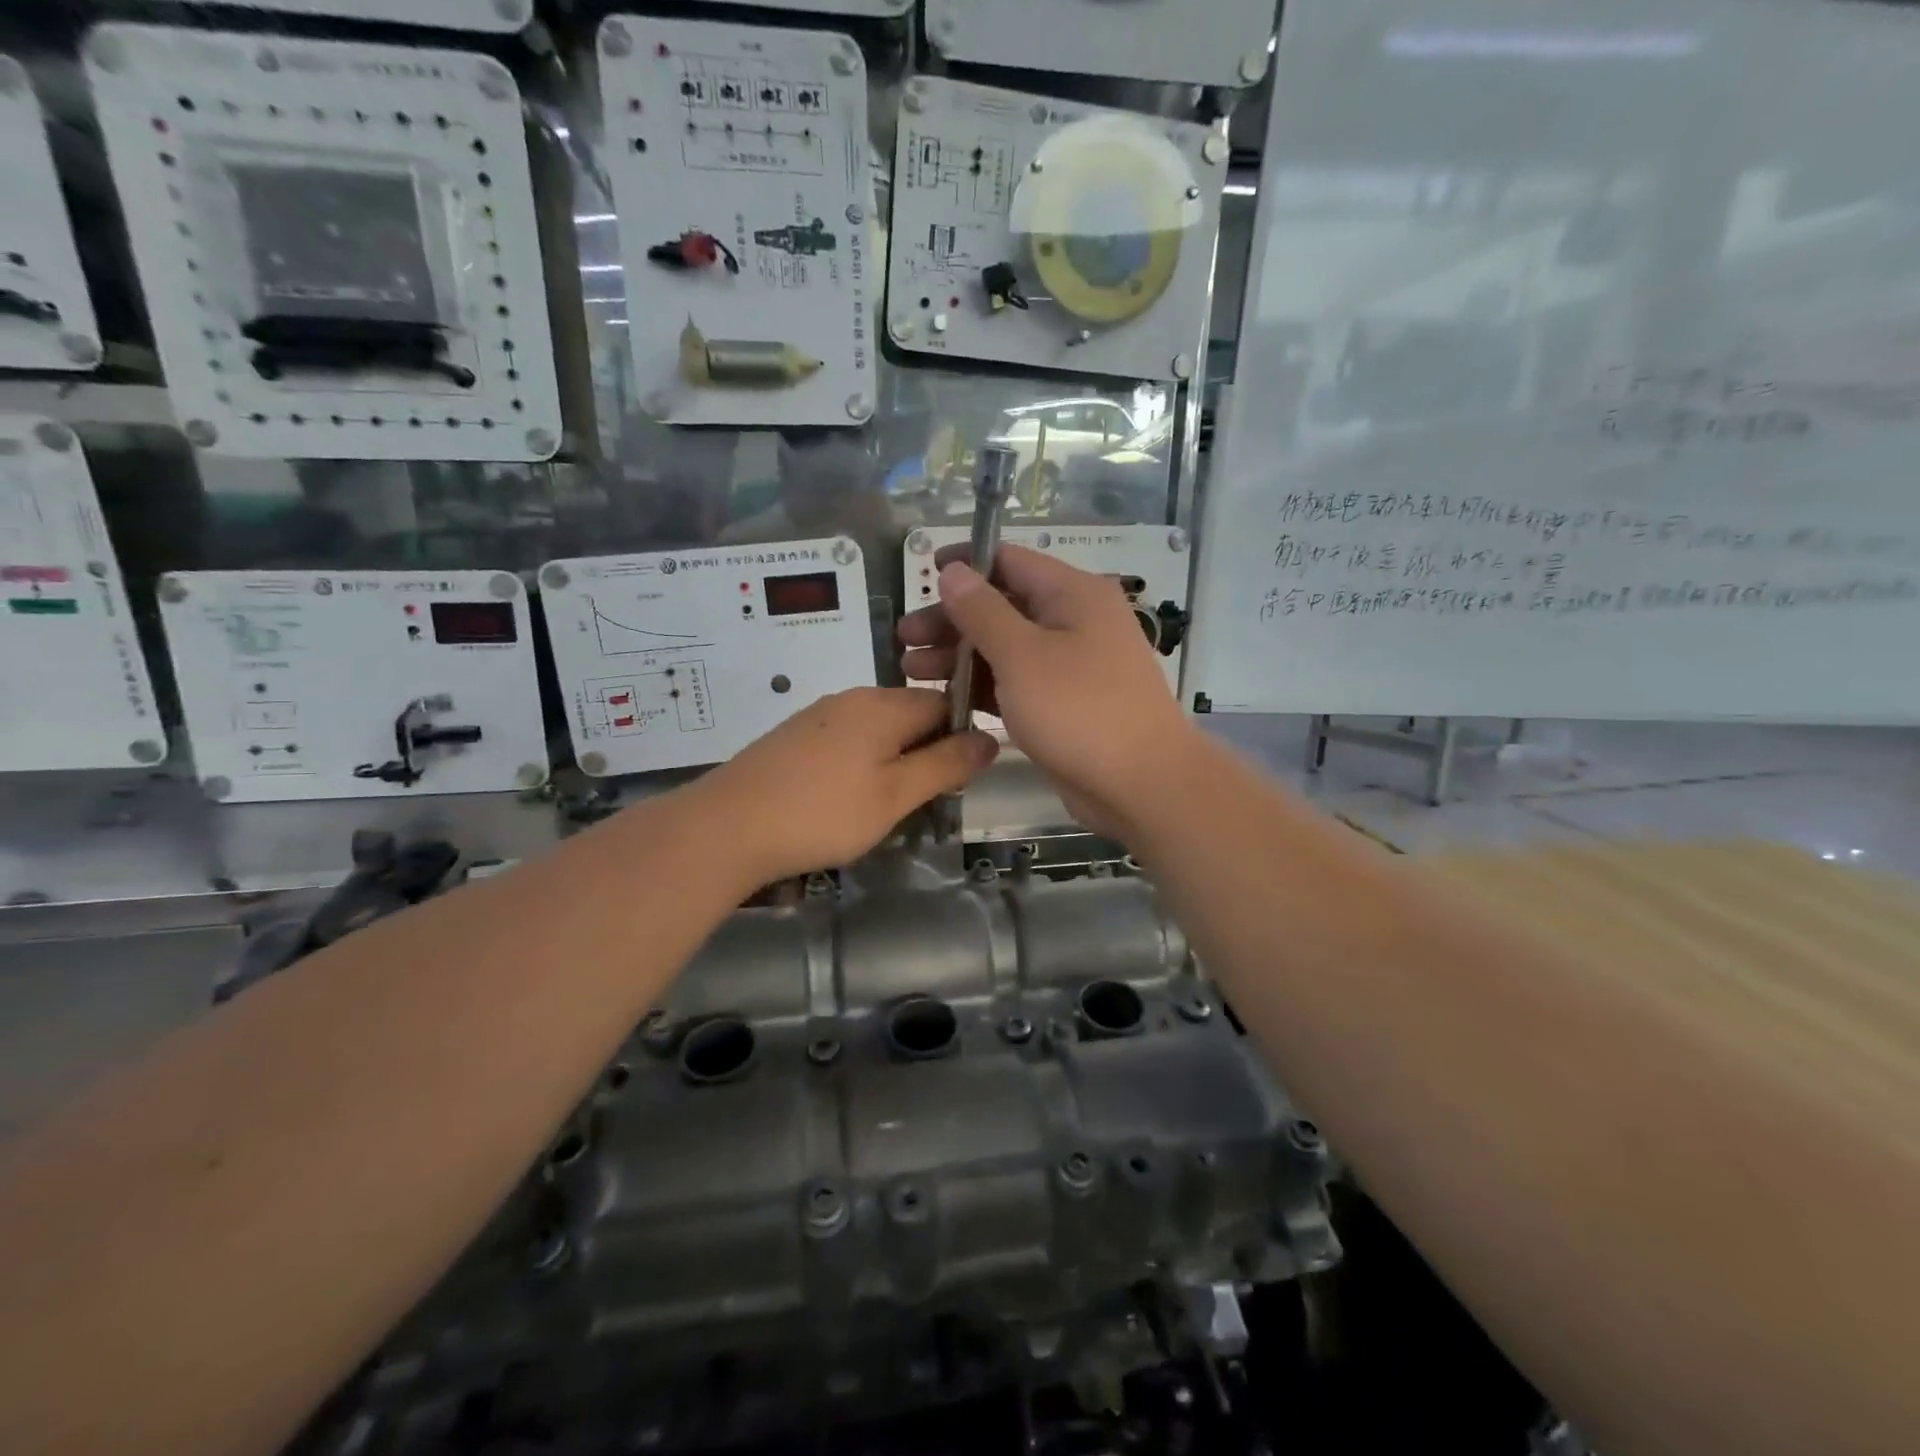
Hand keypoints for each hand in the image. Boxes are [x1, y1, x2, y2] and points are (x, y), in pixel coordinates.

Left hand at [690, 687, 997, 884]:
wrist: (727, 826)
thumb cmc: (823, 813)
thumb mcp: (896, 795)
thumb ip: (945, 765)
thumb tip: (991, 737)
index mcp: (885, 704)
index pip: (944, 702)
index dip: (961, 737)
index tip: (959, 779)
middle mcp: (853, 698)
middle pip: (910, 714)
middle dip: (926, 751)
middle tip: (923, 801)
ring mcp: (819, 715)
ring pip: (877, 729)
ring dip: (893, 760)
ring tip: (886, 806)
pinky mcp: (794, 735)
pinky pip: (846, 740)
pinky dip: (860, 764)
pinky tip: (845, 799)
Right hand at [898, 545, 1195, 836]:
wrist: (1140, 784)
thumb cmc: (1079, 710)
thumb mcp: (1022, 655)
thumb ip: (982, 610)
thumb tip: (953, 570)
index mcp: (1072, 594)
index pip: (1009, 560)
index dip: (963, 565)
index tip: (921, 576)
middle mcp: (1073, 621)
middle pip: (1002, 606)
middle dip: (951, 621)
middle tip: (904, 639)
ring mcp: (1071, 665)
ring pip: (1005, 648)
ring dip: (959, 656)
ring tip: (911, 671)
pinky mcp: (1064, 703)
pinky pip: (1016, 682)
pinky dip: (983, 686)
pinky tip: (946, 698)